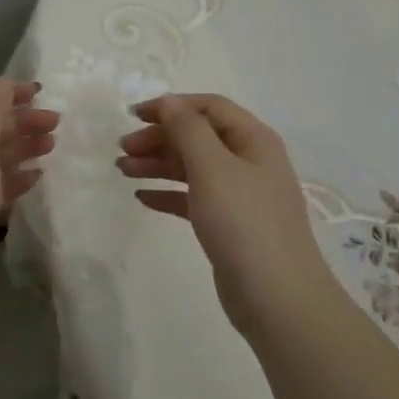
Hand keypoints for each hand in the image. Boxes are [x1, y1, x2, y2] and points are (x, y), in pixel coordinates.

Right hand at [117, 94, 333, 335]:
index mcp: (253, 140)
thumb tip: (168, 101)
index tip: (133, 115)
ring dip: (158, 165)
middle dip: (160, 138)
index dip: (171, 106)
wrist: (276, 297)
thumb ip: (187, 129)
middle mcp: (250, 162)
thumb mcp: (212, 166)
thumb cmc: (243, 221)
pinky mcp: (229, 226)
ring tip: (122, 170)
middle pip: (199, 137)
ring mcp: (241, 196)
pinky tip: (143, 198)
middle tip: (122, 148)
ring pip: (193, 168)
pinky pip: (194, 199)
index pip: (209, 108)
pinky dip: (168, 194)